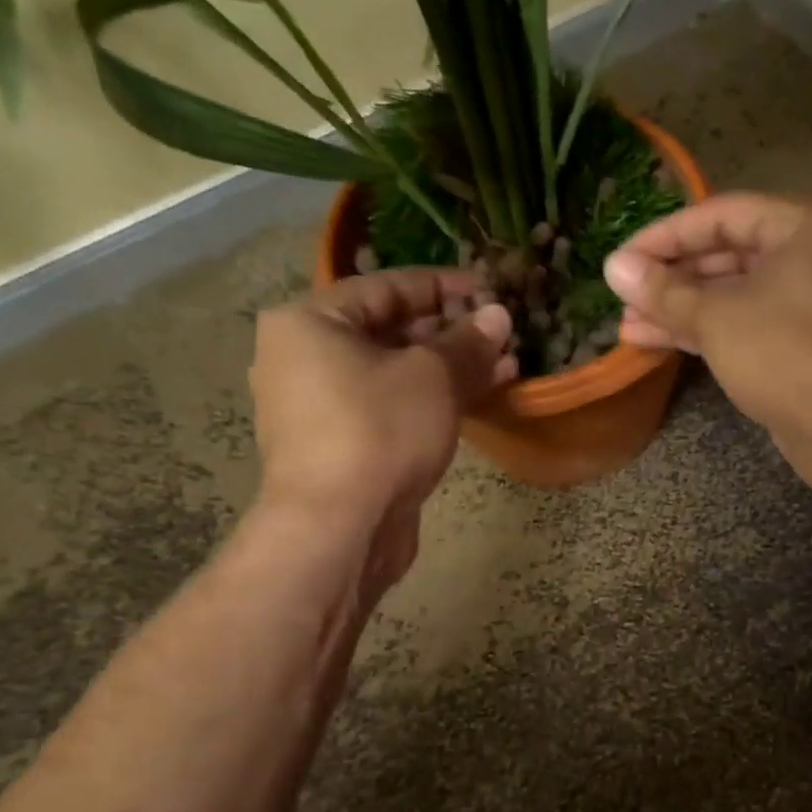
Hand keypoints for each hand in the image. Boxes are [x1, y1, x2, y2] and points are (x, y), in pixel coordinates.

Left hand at [248, 268, 514, 594]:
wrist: (339, 526)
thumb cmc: (379, 430)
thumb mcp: (433, 376)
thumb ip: (468, 341)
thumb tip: (498, 315)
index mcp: (310, 322)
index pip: (387, 286)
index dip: (445, 286)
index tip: (490, 289)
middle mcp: (305, 357)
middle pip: (390, 330)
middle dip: (452, 332)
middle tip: (501, 333)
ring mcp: (321, 406)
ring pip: (396, 373)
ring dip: (450, 368)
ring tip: (505, 365)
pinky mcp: (343, 445)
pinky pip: (392, 407)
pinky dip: (431, 399)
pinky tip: (479, 399)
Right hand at [603, 194, 811, 485]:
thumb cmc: (785, 353)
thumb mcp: (716, 316)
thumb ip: (664, 290)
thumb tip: (614, 267)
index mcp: (803, 228)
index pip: (721, 214)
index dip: (665, 235)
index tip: (621, 259)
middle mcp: (810, 259)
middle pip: (727, 255)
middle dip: (671, 278)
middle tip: (623, 296)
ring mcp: (806, 306)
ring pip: (732, 297)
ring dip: (680, 309)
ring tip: (629, 326)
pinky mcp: (798, 347)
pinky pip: (743, 327)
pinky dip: (704, 332)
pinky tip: (657, 342)